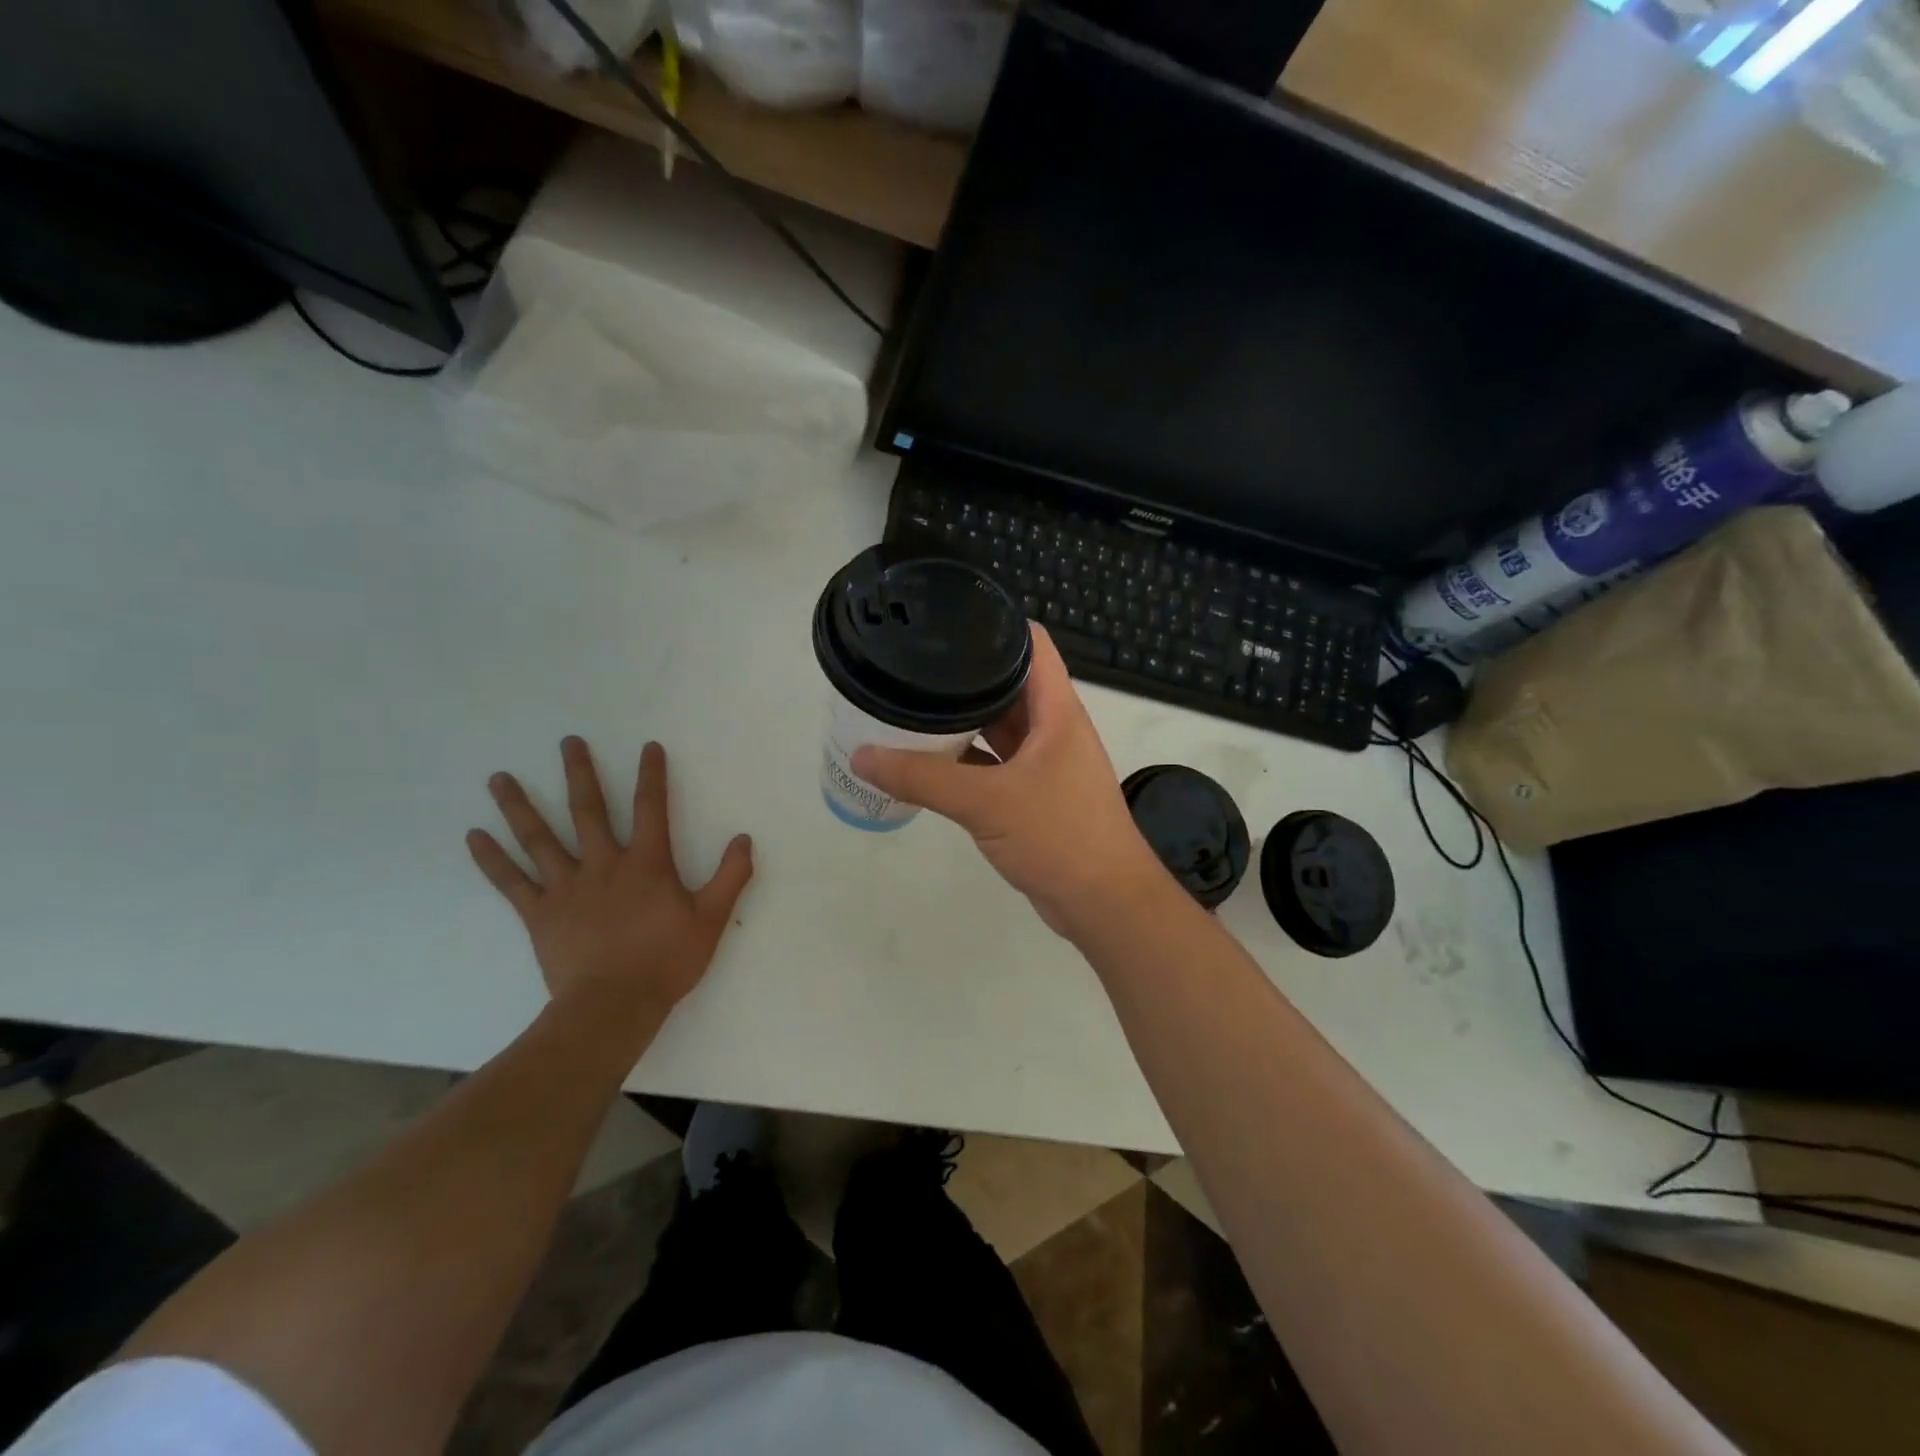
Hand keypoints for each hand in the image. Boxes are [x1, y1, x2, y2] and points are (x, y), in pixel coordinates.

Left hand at [467, 738, 753, 1028]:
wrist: (613, 1007)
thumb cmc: (666, 961)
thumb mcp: (712, 919)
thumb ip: (730, 876)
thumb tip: (744, 838)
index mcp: (646, 864)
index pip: (651, 808)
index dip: (652, 775)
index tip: (648, 747)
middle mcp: (603, 865)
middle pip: (588, 810)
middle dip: (580, 773)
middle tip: (568, 742)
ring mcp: (567, 887)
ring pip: (539, 839)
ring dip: (519, 806)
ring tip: (498, 778)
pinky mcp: (540, 913)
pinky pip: (511, 881)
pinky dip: (492, 858)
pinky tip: (473, 836)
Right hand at [852, 627, 1165, 937]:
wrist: (1104, 903)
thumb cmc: (1059, 836)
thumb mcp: (987, 802)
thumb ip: (923, 779)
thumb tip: (862, 756)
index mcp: (1056, 711)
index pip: (1031, 644)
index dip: (995, 622)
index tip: (947, 617)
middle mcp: (1052, 729)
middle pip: (1007, 684)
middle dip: (964, 675)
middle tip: (912, 664)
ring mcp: (1044, 764)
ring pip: (998, 728)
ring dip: (962, 721)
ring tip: (910, 705)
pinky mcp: (1034, 796)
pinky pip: (994, 765)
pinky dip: (965, 761)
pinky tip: (928, 761)